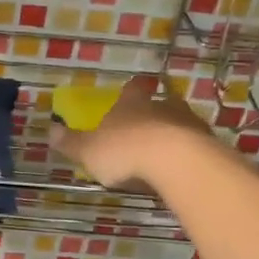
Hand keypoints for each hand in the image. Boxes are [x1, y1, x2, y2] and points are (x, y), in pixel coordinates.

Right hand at [49, 75, 216, 189]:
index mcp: (132, 103)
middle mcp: (162, 106)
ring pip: (180, 123)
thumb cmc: (126, 151)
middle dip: (153, 114)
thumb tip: (50, 130)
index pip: (132, 88)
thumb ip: (71, 142)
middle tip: (144, 130)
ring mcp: (189, 123)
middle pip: (159, 104)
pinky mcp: (208, 144)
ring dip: (172, 134)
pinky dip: (188, 154)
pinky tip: (180, 170)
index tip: (132, 91)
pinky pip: (195, 145)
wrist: (178, 163)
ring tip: (163, 155)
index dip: (131, 90)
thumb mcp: (89, 151)